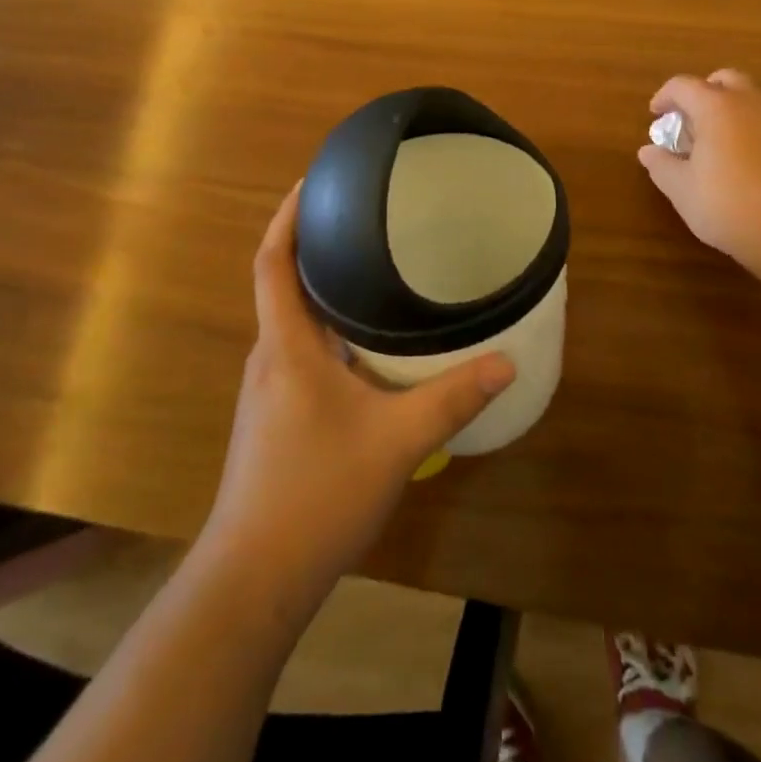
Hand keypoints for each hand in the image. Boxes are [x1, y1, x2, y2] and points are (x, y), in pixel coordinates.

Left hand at [203, 184, 515, 597]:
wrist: (254, 579)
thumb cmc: (317, 493)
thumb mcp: (396, 441)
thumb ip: (452, 398)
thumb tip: (506, 361)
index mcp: (286, 346)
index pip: (272, 262)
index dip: (286, 217)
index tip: (313, 181)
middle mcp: (270, 358)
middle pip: (283, 284)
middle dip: (314, 246)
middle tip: (363, 218)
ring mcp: (268, 390)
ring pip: (293, 322)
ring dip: (322, 290)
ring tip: (370, 269)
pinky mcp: (274, 417)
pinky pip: (300, 352)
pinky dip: (327, 330)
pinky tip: (366, 346)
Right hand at [637, 69, 760, 279]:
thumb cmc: (728, 205)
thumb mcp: (682, 190)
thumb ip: (661, 165)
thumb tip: (648, 151)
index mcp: (716, 107)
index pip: (683, 86)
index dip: (664, 97)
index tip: (655, 115)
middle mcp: (750, 103)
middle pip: (723, 80)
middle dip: (702, 93)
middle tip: (688, 120)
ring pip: (750, 98)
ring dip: (728, 109)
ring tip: (714, 142)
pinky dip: (749, 127)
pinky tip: (742, 160)